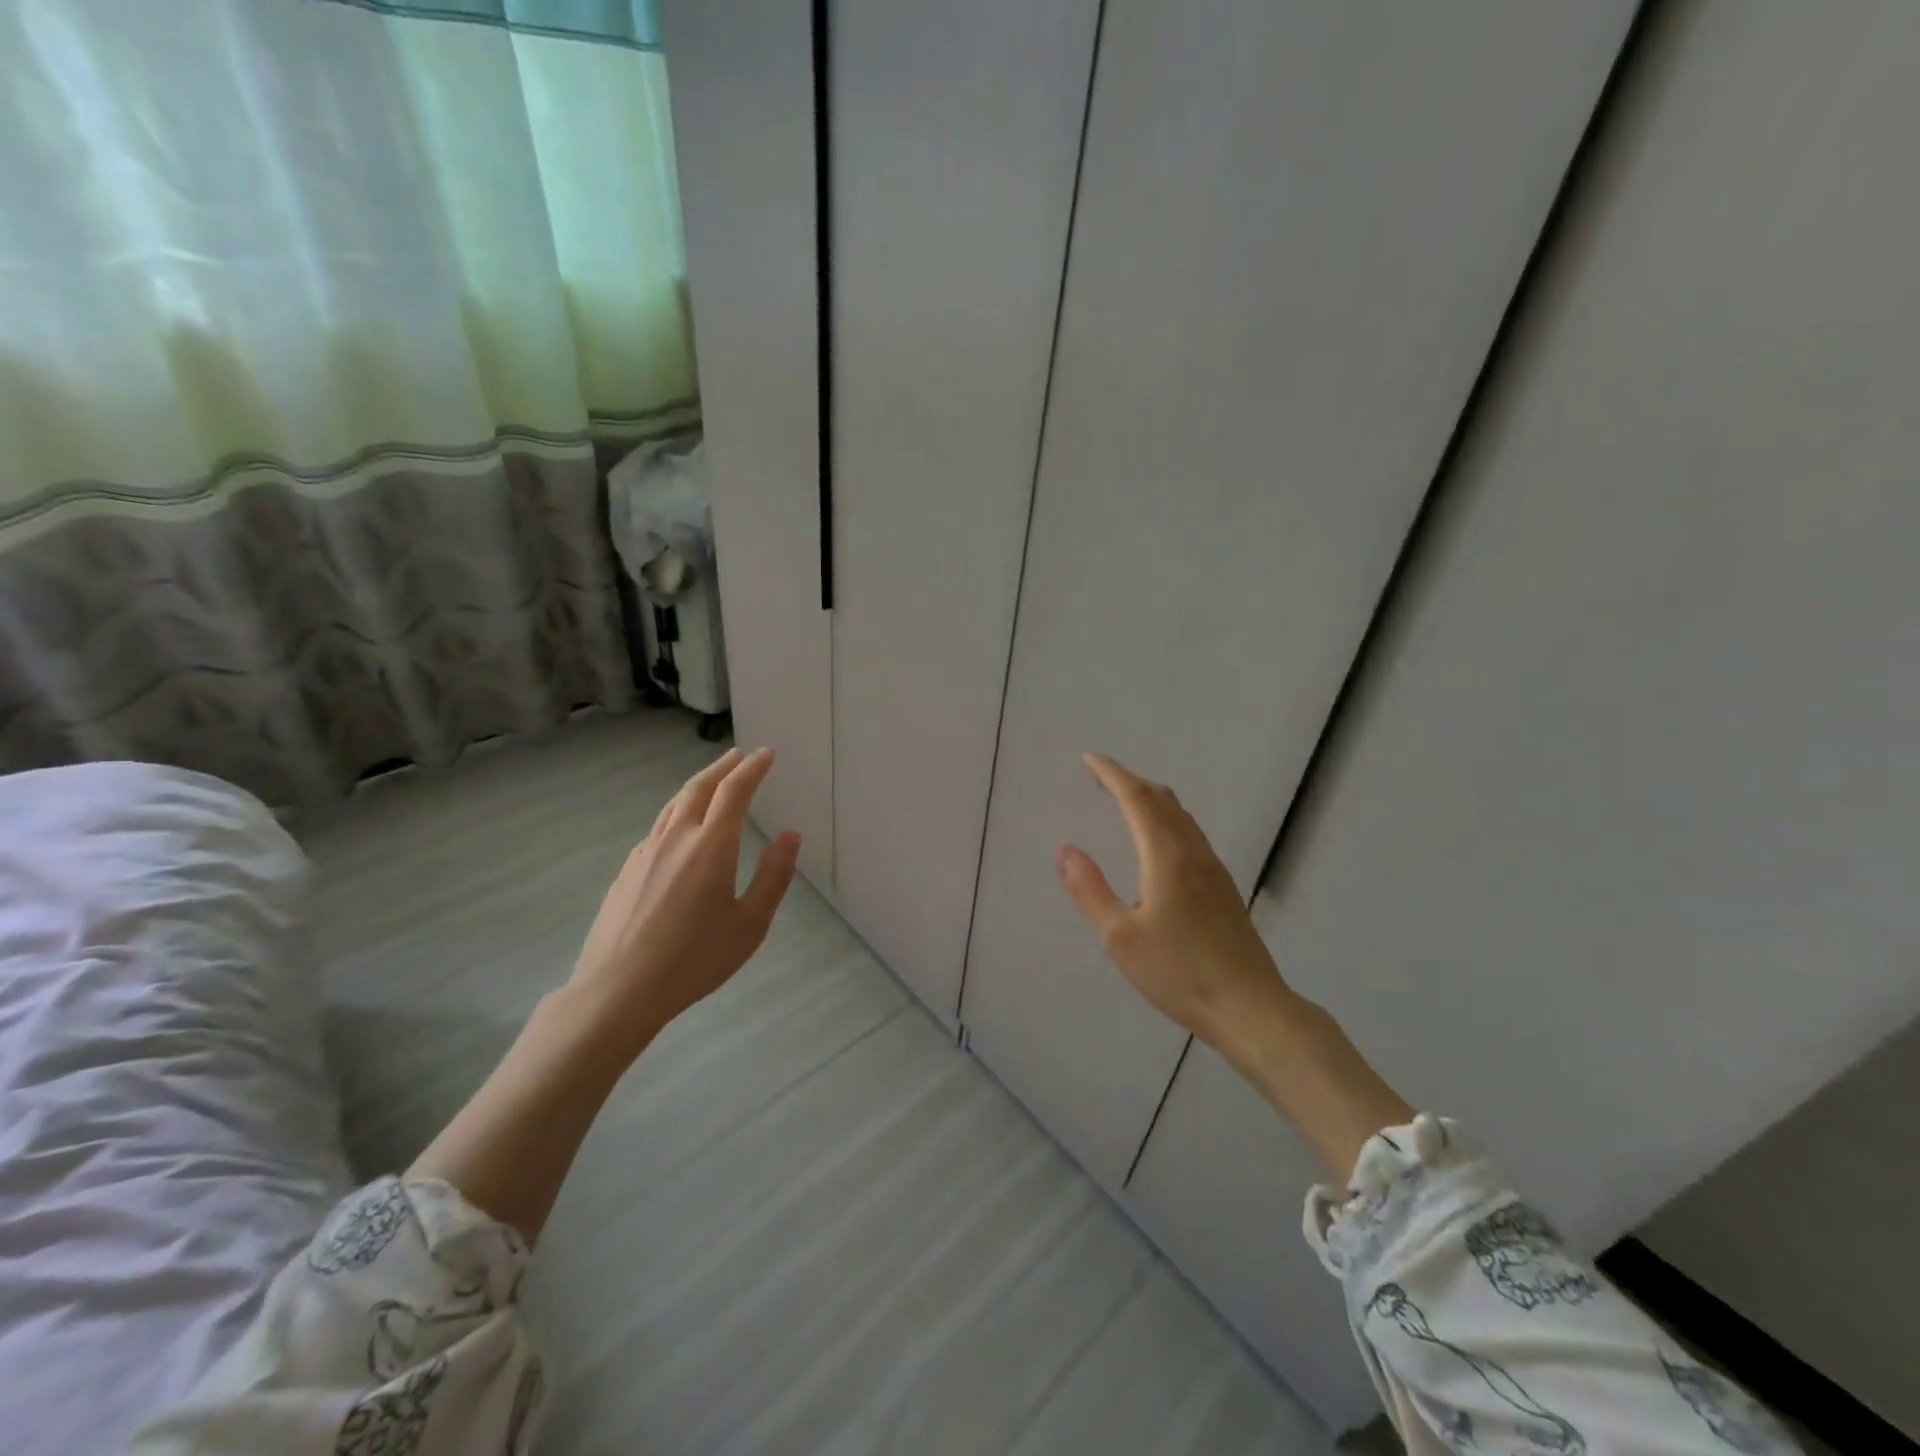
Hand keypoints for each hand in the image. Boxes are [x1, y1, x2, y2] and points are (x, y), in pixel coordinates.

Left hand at [568, 747, 800, 1053]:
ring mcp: (645, 852)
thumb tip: (790, 836)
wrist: (618, 990)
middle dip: (722, 767)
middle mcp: (676, 838)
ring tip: (713, 781)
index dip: (752, 769)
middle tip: (739, 756)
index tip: (766, 753)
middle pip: (699, 788)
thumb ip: (773, 877)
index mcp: (711, 846)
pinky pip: (658, 827)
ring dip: (698, 785)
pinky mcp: (626, 870)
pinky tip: (681, 828)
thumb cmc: (694, 959)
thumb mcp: (749, 924)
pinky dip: (678, 812)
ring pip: (674, 804)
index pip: (734, 792)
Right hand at [1056, 753, 1300, 1050]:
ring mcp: (1213, 869)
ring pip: (1180, 816)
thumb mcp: (1120, 937)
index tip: (1089, 759)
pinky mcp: (1223, 887)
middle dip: (1130, 781)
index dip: (1112, 774)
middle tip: (1101, 777)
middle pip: (1162, 800)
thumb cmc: (1178, 973)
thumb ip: (1090, 890)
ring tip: (1125, 799)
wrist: (1250, 1007)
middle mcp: (1193, 853)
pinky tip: (1160, 839)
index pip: (1137, 799)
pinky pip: (1190, 833)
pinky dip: (1166, 818)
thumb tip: (1066, 849)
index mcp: (1166, 857)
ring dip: (1151, 798)